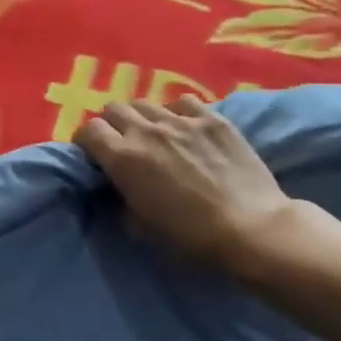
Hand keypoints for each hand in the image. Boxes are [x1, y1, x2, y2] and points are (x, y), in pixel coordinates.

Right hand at [73, 99, 294, 279]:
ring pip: (146, 103)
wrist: (253, 230)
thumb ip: (123, 201)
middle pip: (113, 109)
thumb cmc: (192, 238)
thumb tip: (120, 190)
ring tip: (155, 134)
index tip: (94, 154)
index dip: (87, 141)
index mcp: (122, 158)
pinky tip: (186, 128)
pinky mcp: (212, 119)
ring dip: (143, 117)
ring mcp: (180, 120)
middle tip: (122, 142)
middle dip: (112, 124)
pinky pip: (183, 102)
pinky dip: (177, 112)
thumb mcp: (143, 228)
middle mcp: (145, 131)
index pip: (88, 130)